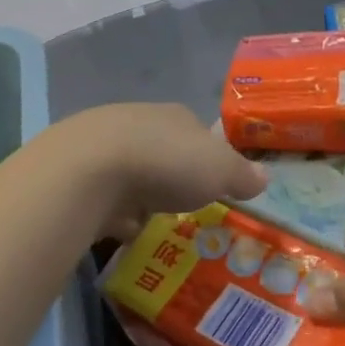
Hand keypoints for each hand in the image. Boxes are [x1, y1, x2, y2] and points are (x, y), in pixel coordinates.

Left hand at [40, 103, 266, 242]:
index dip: (209, 157)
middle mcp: (141, 122)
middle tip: (184, 206)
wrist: (90, 169)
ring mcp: (106, 145)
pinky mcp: (80, 171)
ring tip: (154, 222)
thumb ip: (241, 174)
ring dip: (142, 193)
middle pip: (164, 150)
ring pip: (134, 170)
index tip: (215, 185)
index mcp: (177, 117)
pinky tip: (121, 228)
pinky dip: (115, 209)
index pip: (199, 133)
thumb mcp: (220, 170)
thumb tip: (264, 176)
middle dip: (173, 176)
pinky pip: (107, 193)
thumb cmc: (166, 163)